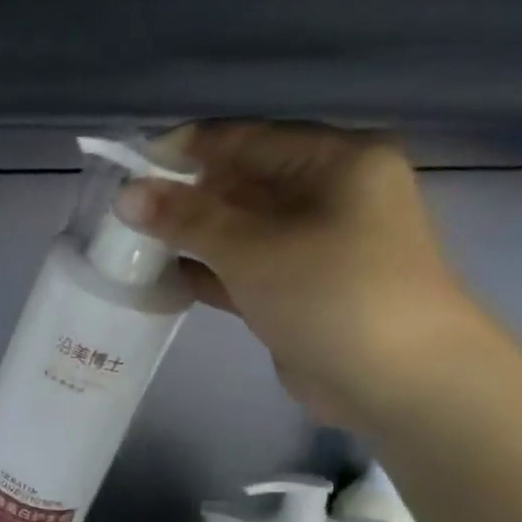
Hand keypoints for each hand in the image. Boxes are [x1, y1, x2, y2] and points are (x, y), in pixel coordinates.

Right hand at [120, 121, 498, 430]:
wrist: (398, 382)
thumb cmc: (333, 294)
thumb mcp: (253, 248)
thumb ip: (187, 219)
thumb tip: (126, 194)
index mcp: (336, 162)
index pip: (248, 139)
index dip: (188, 149)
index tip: (130, 165)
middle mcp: (329, 195)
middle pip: (243, 183)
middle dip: (184, 195)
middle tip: (124, 210)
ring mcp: (315, 246)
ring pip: (240, 229)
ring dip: (191, 236)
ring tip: (130, 241)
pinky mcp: (299, 290)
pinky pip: (244, 268)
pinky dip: (207, 271)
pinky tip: (159, 277)